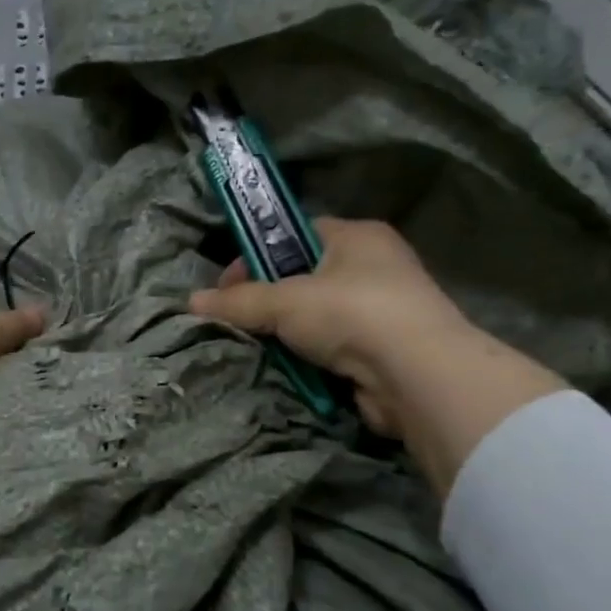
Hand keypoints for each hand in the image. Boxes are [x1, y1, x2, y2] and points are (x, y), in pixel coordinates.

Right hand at [189, 220, 564, 492]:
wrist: (417, 376)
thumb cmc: (352, 313)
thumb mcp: (284, 301)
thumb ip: (238, 301)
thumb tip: (192, 302)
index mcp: (356, 237)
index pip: (295, 234)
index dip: (257, 255)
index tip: (228, 285)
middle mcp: (374, 266)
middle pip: (302, 277)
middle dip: (267, 300)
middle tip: (236, 319)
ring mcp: (382, 310)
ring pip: (315, 317)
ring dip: (286, 333)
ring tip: (256, 346)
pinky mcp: (382, 351)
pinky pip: (330, 348)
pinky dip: (307, 358)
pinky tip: (285, 368)